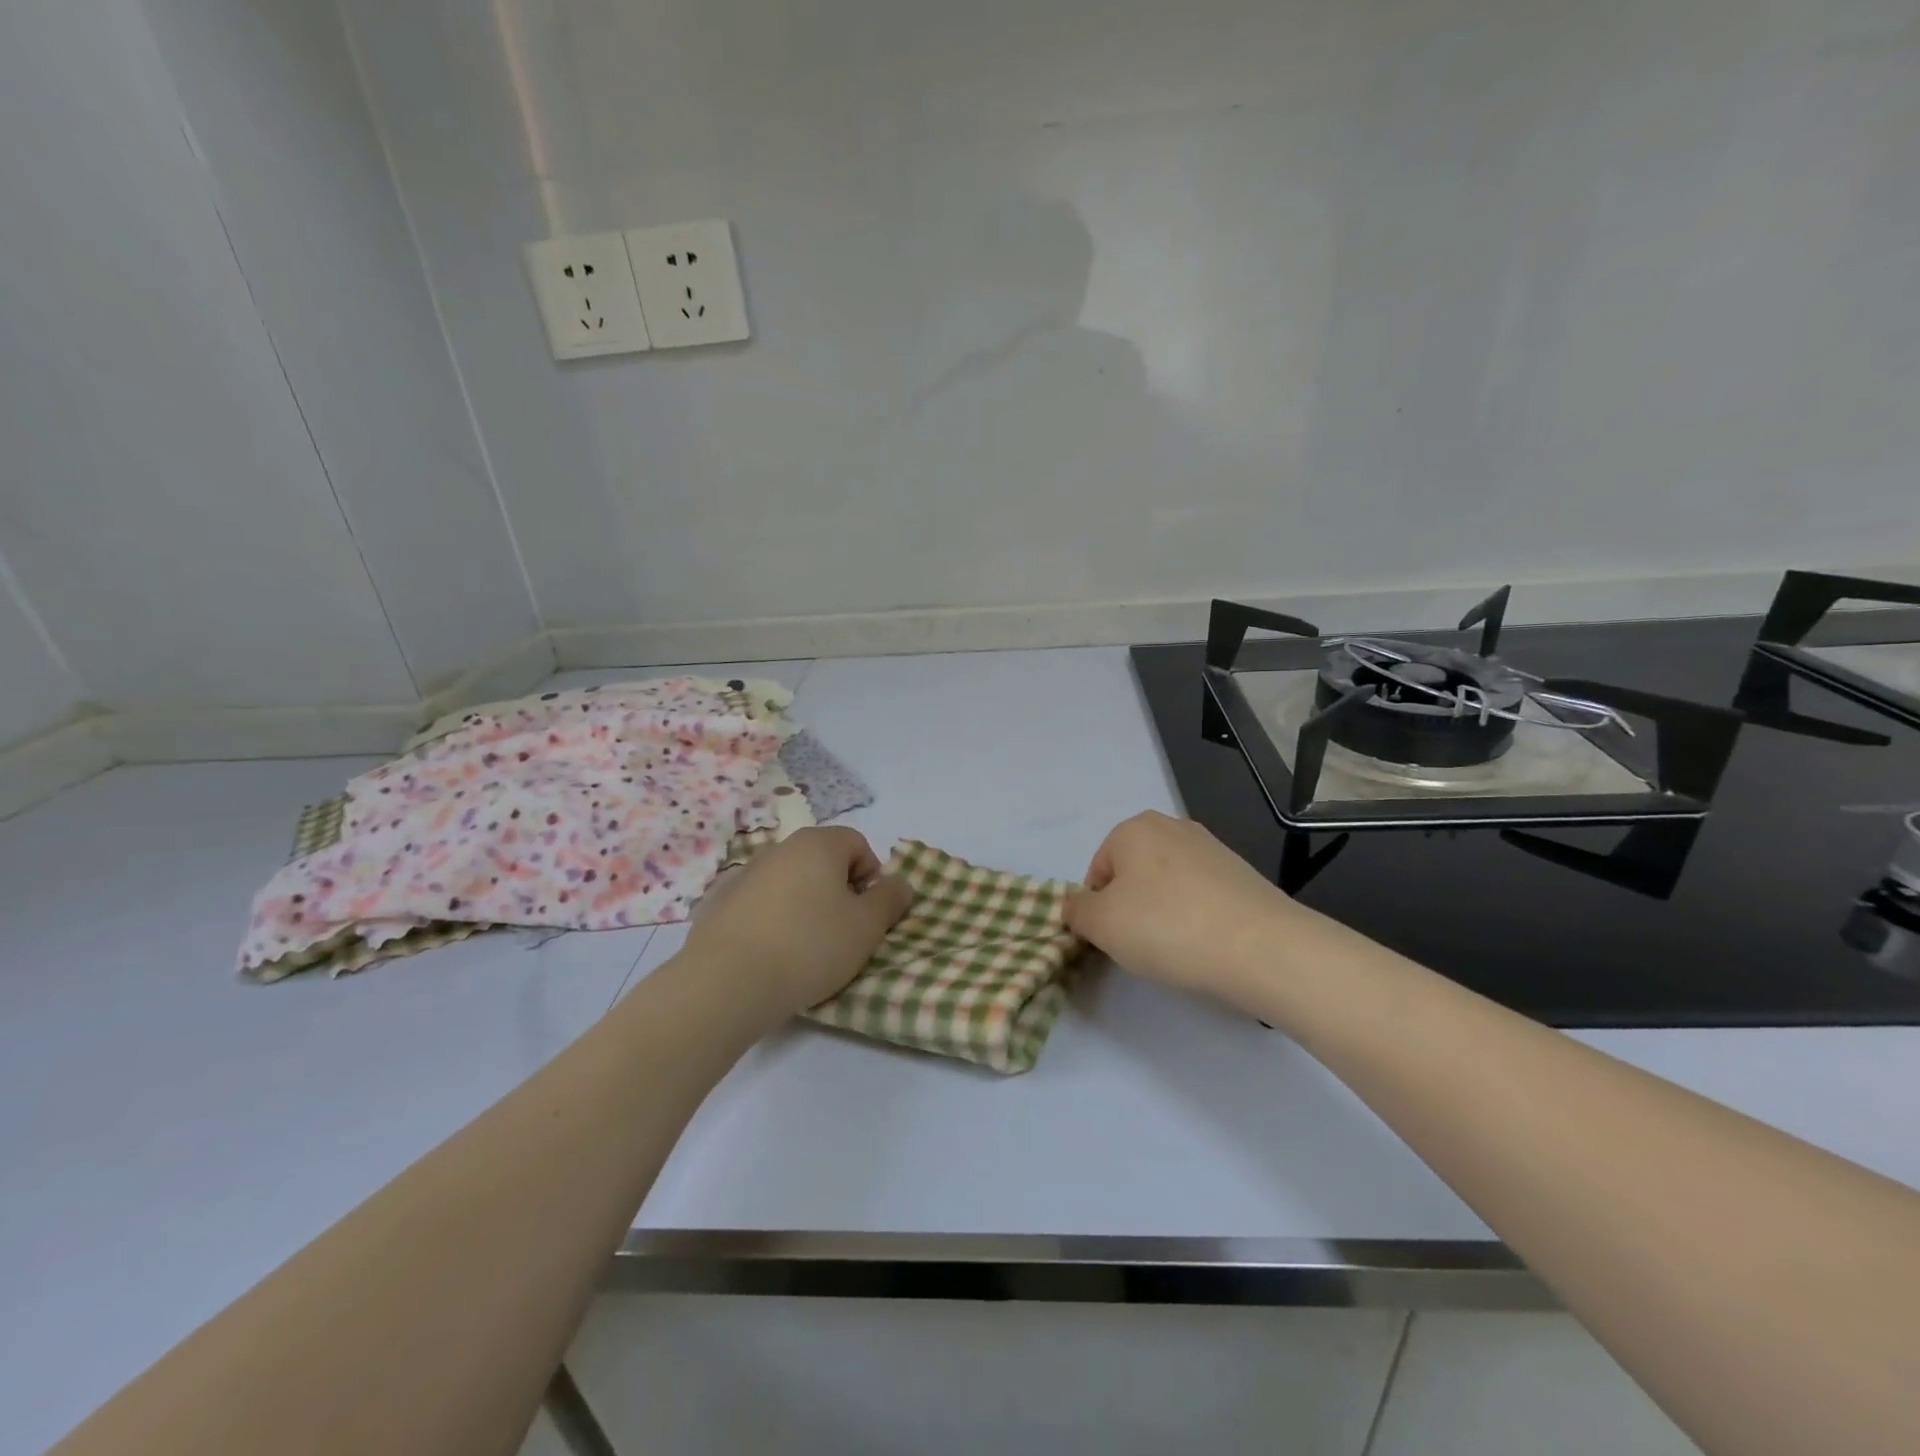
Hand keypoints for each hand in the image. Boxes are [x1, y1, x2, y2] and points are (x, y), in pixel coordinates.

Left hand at [682, 826, 913, 1018]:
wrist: (726, 983)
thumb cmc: (810, 946)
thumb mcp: (866, 927)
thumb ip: (890, 900)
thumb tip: (899, 883)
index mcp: (818, 844)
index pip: (858, 844)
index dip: (870, 878)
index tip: (866, 914)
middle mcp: (780, 848)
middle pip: (823, 862)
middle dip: (838, 892)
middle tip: (841, 933)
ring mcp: (745, 874)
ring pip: (790, 883)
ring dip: (804, 906)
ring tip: (804, 950)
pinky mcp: (719, 903)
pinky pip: (760, 904)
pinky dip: (771, 921)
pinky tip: (770, 955)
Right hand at [1065, 811, 1302, 997]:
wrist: (1261, 947)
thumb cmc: (1167, 927)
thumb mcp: (1100, 924)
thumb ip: (1076, 911)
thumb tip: (1077, 907)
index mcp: (1133, 828)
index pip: (1097, 873)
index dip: (1098, 911)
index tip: (1115, 939)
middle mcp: (1172, 826)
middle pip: (1132, 876)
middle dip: (1131, 909)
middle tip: (1143, 944)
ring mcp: (1211, 848)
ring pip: (1167, 886)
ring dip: (1163, 914)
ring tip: (1178, 948)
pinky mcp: (1241, 874)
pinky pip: (1201, 897)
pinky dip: (1196, 918)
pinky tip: (1206, 944)